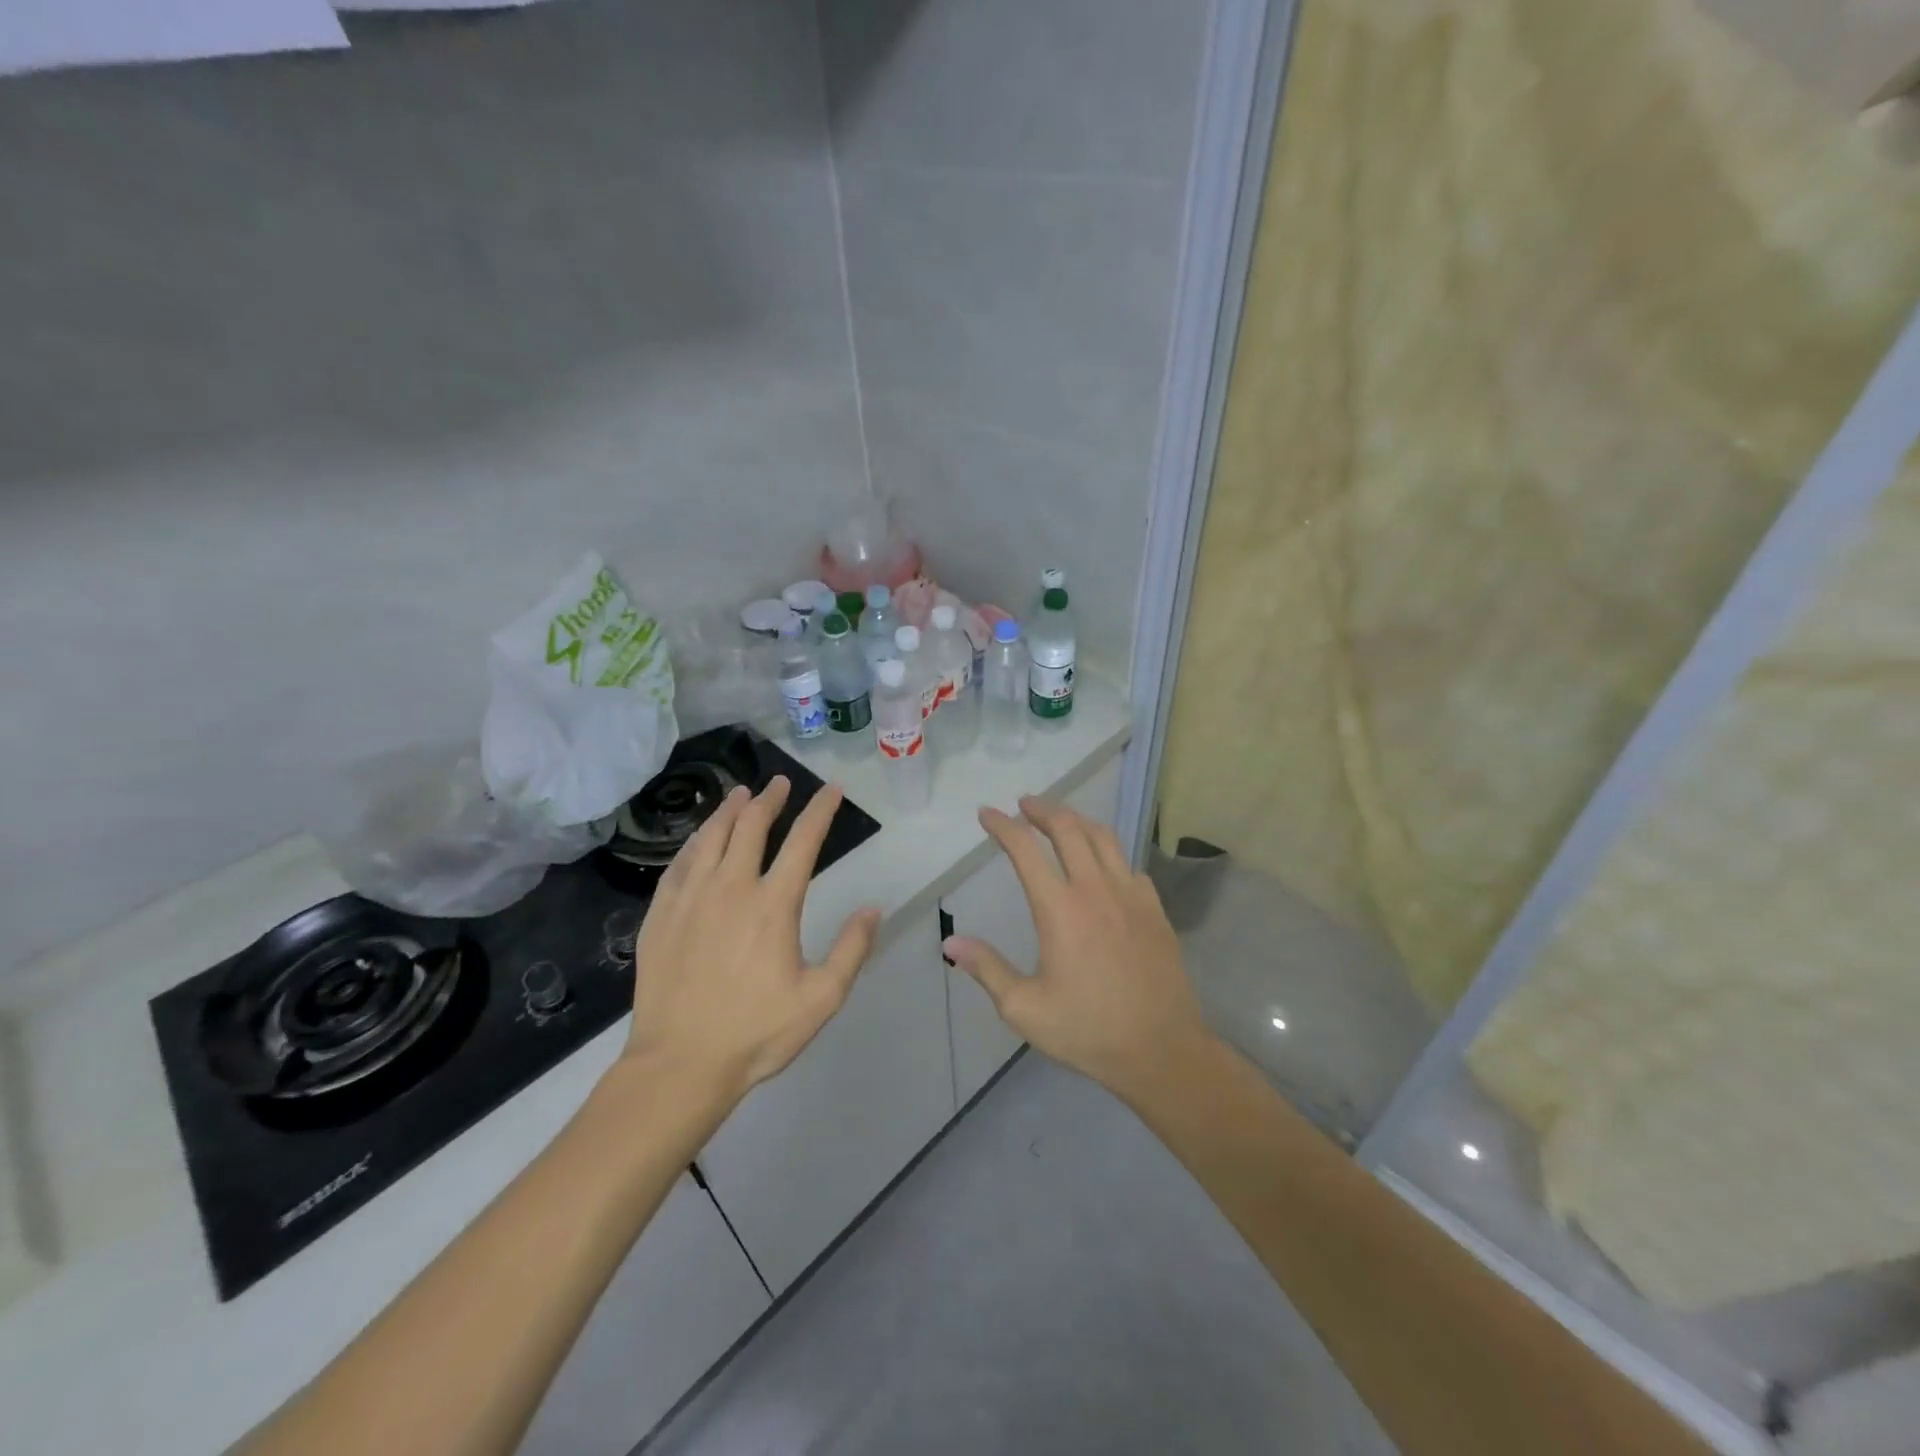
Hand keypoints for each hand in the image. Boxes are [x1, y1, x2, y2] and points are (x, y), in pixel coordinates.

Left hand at [621, 777, 880, 1106]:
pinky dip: (694, 842)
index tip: (831, 790)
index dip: (820, 811)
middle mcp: (731, 888)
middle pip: (751, 827)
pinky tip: (699, 839)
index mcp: (773, 905)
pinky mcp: (660, 916)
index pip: (803, 841)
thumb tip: (872, 908)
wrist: (679, 1064)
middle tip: (779, 783)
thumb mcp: (821, 999)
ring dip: (729, 811)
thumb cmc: (756, 1032)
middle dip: (769, 799)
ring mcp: (690, 899)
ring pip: (711, 837)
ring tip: (740, 794)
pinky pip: (678, 864)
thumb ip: (851, 949)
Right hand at [943, 796, 1212, 1099]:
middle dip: (1042, 809)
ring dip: (1076, 820)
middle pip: (1068, 828)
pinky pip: (1128, 863)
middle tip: (1024, 804)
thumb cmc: (1088, 1030)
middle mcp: (1096, 889)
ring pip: (1103, 837)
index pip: (1025, 850)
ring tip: (1060, 820)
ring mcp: (1131, 894)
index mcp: (1060, 909)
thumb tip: (950, 943)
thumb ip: (987, 969)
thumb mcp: (1024, 1009)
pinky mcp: (1154, 908)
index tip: (987, 813)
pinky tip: (1102, 863)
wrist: (1162, 1049)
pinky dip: (1107, 851)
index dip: (1003, 826)